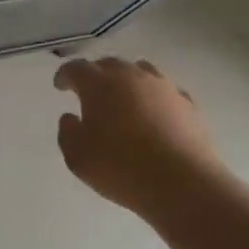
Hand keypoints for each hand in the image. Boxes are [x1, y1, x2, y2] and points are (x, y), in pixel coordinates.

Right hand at [54, 56, 227, 214]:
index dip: (65, 75)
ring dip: (127, 80)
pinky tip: (155, 113)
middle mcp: (131, 77)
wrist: (183, 184)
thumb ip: (67, 132)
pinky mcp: (188, 105)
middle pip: (109, 64)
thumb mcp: (77, 156)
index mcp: (99, 85)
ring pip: (141, 71)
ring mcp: (163, 88)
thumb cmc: (120, 168)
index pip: (76, 69)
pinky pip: (166, 92)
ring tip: (124, 96)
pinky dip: (155, 97)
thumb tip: (71, 118)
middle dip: (96, 74)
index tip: (60, 86)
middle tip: (89, 91)